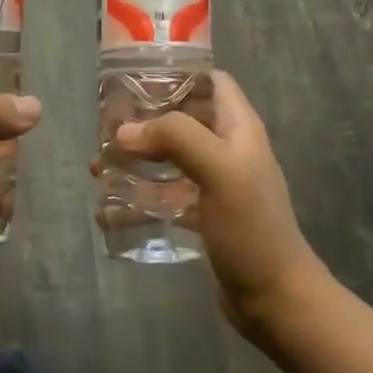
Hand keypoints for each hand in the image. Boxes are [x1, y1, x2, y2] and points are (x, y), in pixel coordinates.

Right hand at [112, 71, 330, 337]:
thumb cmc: (251, 228)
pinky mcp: (203, 215)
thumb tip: (124, 132)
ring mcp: (215, 183)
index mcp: (238, 128)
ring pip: (169, 158)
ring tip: (97, 167)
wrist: (275, 299)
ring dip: (136, 160)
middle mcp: (227, 149)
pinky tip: (109, 211)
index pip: (210, 80)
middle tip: (105, 127)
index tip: (134, 78)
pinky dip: (139, 198)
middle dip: (144, 120)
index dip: (177, 73)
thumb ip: (176, 139)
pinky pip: (165, 196)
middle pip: (182, 118)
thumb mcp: (220, 171)